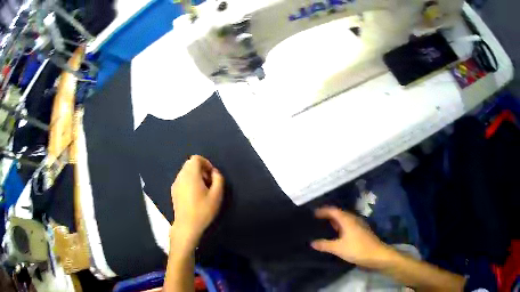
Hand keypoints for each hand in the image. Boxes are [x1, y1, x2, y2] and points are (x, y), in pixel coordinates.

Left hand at [170, 155, 224, 246]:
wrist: (187, 226)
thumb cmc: (203, 210)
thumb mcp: (217, 195)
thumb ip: (218, 179)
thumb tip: (215, 172)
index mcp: (191, 174)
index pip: (196, 158)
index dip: (206, 163)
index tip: (212, 175)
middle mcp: (181, 176)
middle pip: (190, 164)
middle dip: (201, 170)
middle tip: (209, 183)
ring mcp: (175, 184)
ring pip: (185, 172)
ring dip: (195, 176)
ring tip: (203, 190)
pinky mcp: (173, 192)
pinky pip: (182, 180)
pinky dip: (189, 182)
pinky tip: (194, 196)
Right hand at [311, 207, 390, 268]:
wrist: (376, 255)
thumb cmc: (357, 249)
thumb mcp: (338, 248)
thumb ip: (324, 244)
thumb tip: (312, 242)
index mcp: (347, 220)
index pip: (333, 210)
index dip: (323, 210)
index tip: (313, 213)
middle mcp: (353, 219)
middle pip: (339, 214)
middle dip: (328, 216)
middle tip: (317, 220)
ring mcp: (359, 225)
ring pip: (344, 220)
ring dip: (335, 222)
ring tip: (325, 227)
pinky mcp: (362, 232)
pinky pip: (348, 226)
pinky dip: (340, 228)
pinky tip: (337, 236)